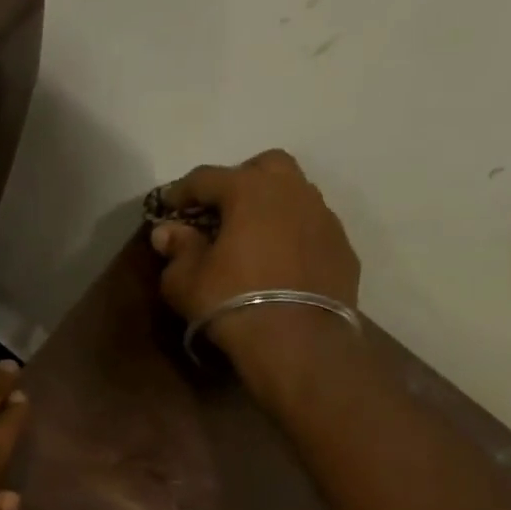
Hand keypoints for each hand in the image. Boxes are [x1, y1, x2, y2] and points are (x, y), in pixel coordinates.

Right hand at [150, 151, 361, 403]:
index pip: (207, 177)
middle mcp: (292, 192)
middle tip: (219, 210)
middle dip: (239, 180)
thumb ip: (177, 249)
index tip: (167, 207)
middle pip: (265, 166)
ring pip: (295, 194)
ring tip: (251, 236)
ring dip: (270, 207)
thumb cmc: (231, 302)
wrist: (297, 343)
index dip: (182, 191)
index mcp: (249, 190)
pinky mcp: (343, 248)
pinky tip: (279, 262)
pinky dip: (292, 235)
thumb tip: (167, 232)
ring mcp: (324, 218)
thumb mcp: (185, 281)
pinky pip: (312, 228)